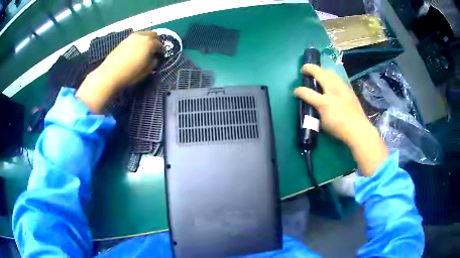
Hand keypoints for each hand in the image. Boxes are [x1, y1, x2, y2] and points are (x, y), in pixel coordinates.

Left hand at [76, 31, 162, 112]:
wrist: (110, 74)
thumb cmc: (130, 74)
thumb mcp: (147, 71)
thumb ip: (154, 62)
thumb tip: (155, 57)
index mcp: (150, 43)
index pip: (160, 45)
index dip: (161, 51)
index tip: (160, 56)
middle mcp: (142, 36)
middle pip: (153, 34)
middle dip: (156, 41)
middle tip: (153, 51)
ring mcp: (132, 37)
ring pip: (144, 34)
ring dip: (147, 40)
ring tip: (144, 49)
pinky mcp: (124, 40)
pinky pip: (136, 37)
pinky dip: (139, 41)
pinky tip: (135, 50)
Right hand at [295, 64, 387, 175]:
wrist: (358, 129)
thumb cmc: (339, 129)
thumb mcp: (323, 123)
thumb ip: (316, 111)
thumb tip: (313, 104)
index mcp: (324, 102)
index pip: (307, 93)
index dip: (299, 91)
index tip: (295, 91)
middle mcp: (332, 91)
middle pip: (319, 73)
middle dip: (309, 68)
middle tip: (305, 69)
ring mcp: (342, 88)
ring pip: (330, 72)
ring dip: (322, 70)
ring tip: (319, 73)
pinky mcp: (349, 89)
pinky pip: (338, 78)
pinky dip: (332, 77)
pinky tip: (332, 82)